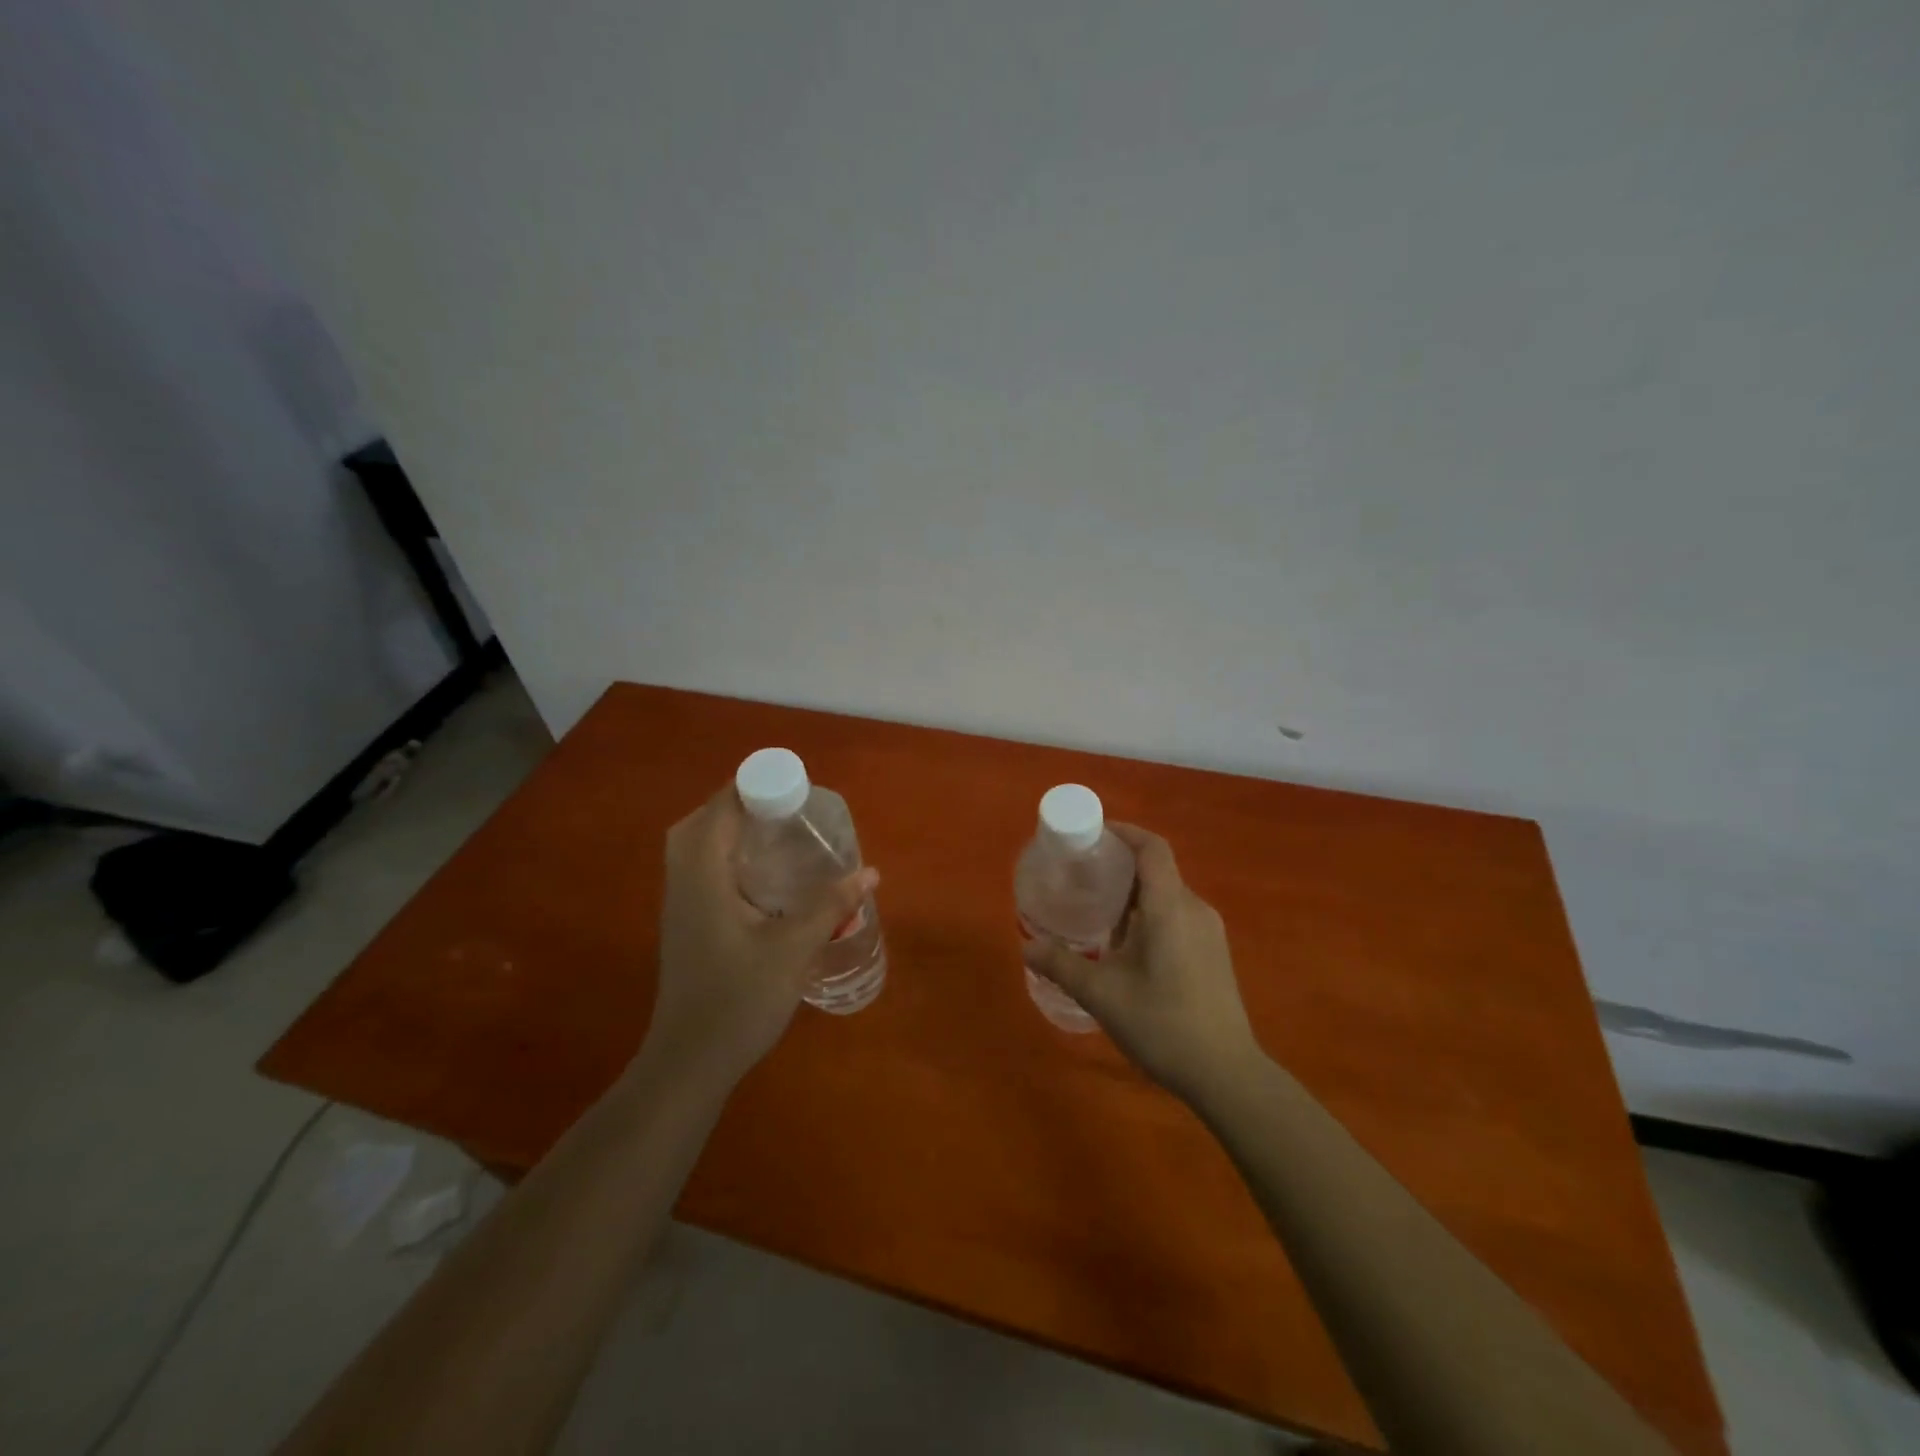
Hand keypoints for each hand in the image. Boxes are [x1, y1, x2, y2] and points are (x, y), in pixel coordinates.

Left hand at [639, 788, 877, 1095]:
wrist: (689, 1063)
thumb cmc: (738, 1001)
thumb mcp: (793, 949)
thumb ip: (830, 905)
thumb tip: (869, 871)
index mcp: (703, 877)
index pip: (720, 810)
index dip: (752, 787)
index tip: (793, 785)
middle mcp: (683, 883)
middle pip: (700, 823)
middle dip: (738, 804)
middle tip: (783, 808)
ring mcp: (679, 906)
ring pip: (696, 848)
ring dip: (729, 830)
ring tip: (776, 832)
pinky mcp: (686, 926)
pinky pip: (700, 871)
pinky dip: (725, 857)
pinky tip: (762, 877)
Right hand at [1023, 824, 1259, 1105]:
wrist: (1227, 1075)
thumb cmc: (1163, 1025)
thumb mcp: (1102, 995)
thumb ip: (1062, 965)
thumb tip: (1026, 946)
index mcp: (1170, 907)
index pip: (1152, 848)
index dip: (1125, 832)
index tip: (1094, 834)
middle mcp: (1194, 909)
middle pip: (1157, 870)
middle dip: (1120, 866)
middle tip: (1083, 876)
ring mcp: (1209, 932)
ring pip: (1167, 896)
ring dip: (1134, 895)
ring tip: (1098, 911)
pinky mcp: (1214, 953)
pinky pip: (1177, 916)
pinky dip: (1150, 915)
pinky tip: (1127, 946)